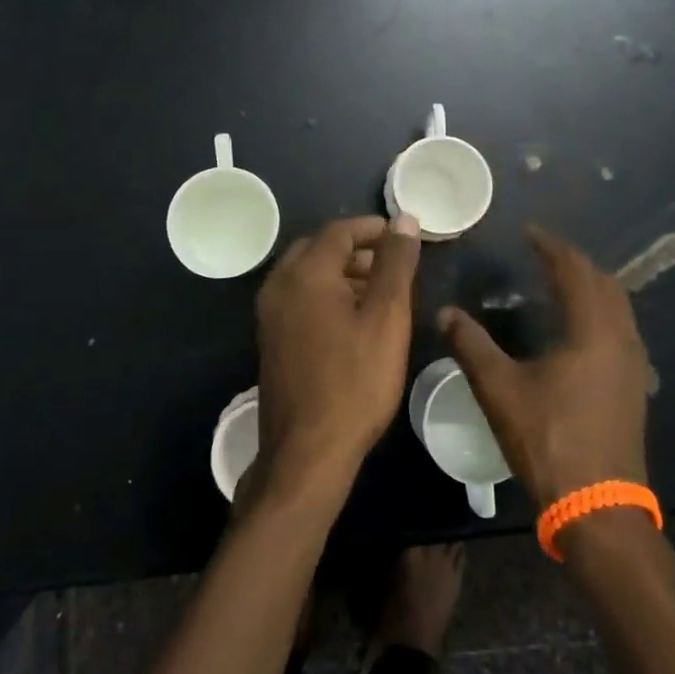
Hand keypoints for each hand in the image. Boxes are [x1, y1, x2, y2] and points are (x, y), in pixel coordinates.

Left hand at [254, 214, 422, 498]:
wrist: (307, 451)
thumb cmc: (355, 381)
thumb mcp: (386, 318)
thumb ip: (395, 264)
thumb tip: (404, 221)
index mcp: (304, 272)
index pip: (339, 231)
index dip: (373, 228)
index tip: (403, 236)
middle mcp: (279, 285)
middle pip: (319, 248)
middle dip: (357, 249)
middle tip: (392, 263)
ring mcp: (269, 314)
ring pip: (308, 274)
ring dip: (342, 272)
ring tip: (381, 290)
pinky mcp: (271, 338)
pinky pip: (299, 298)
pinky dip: (326, 294)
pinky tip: (354, 318)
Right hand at [437, 224, 651, 506]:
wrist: (599, 508)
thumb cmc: (549, 440)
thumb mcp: (500, 390)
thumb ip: (471, 345)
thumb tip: (446, 312)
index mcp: (592, 331)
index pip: (575, 271)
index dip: (552, 247)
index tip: (529, 233)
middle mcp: (621, 340)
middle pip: (605, 283)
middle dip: (575, 263)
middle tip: (543, 254)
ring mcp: (633, 366)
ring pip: (618, 308)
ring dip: (590, 287)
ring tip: (558, 283)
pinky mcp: (633, 388)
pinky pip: (619, 330)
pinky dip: (598, 313)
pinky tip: (575, 329)